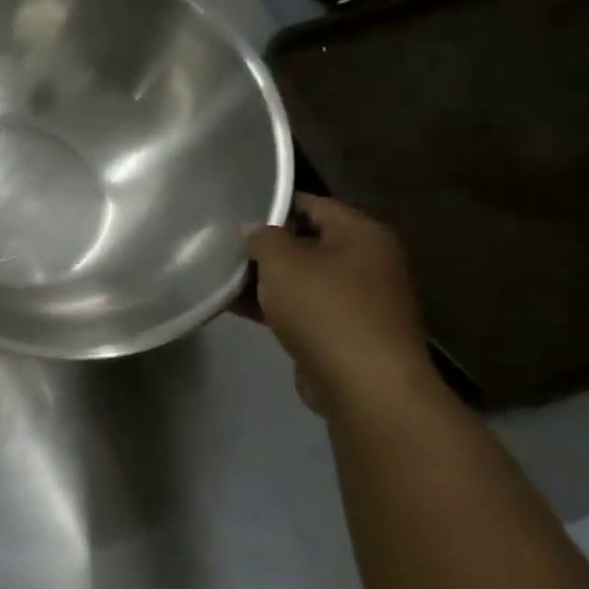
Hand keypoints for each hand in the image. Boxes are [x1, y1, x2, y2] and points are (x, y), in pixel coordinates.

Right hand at [243, 195, 435, 413]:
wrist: (363, 383)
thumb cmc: (325, 308)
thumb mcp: (282, 262)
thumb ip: (263, 238)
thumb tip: (253, 229)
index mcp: (362, 234)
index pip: (314, 204)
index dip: (273, 205)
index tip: (235, 210)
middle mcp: (368, 261)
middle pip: (308, 242)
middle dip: (266, 245)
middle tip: (224, 245)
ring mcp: (358, 299)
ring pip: (302, 278)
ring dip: (265, 279)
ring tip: (221, 276)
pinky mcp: (344, 331)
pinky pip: (302, 307)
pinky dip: (273, 306)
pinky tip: (235, 307)